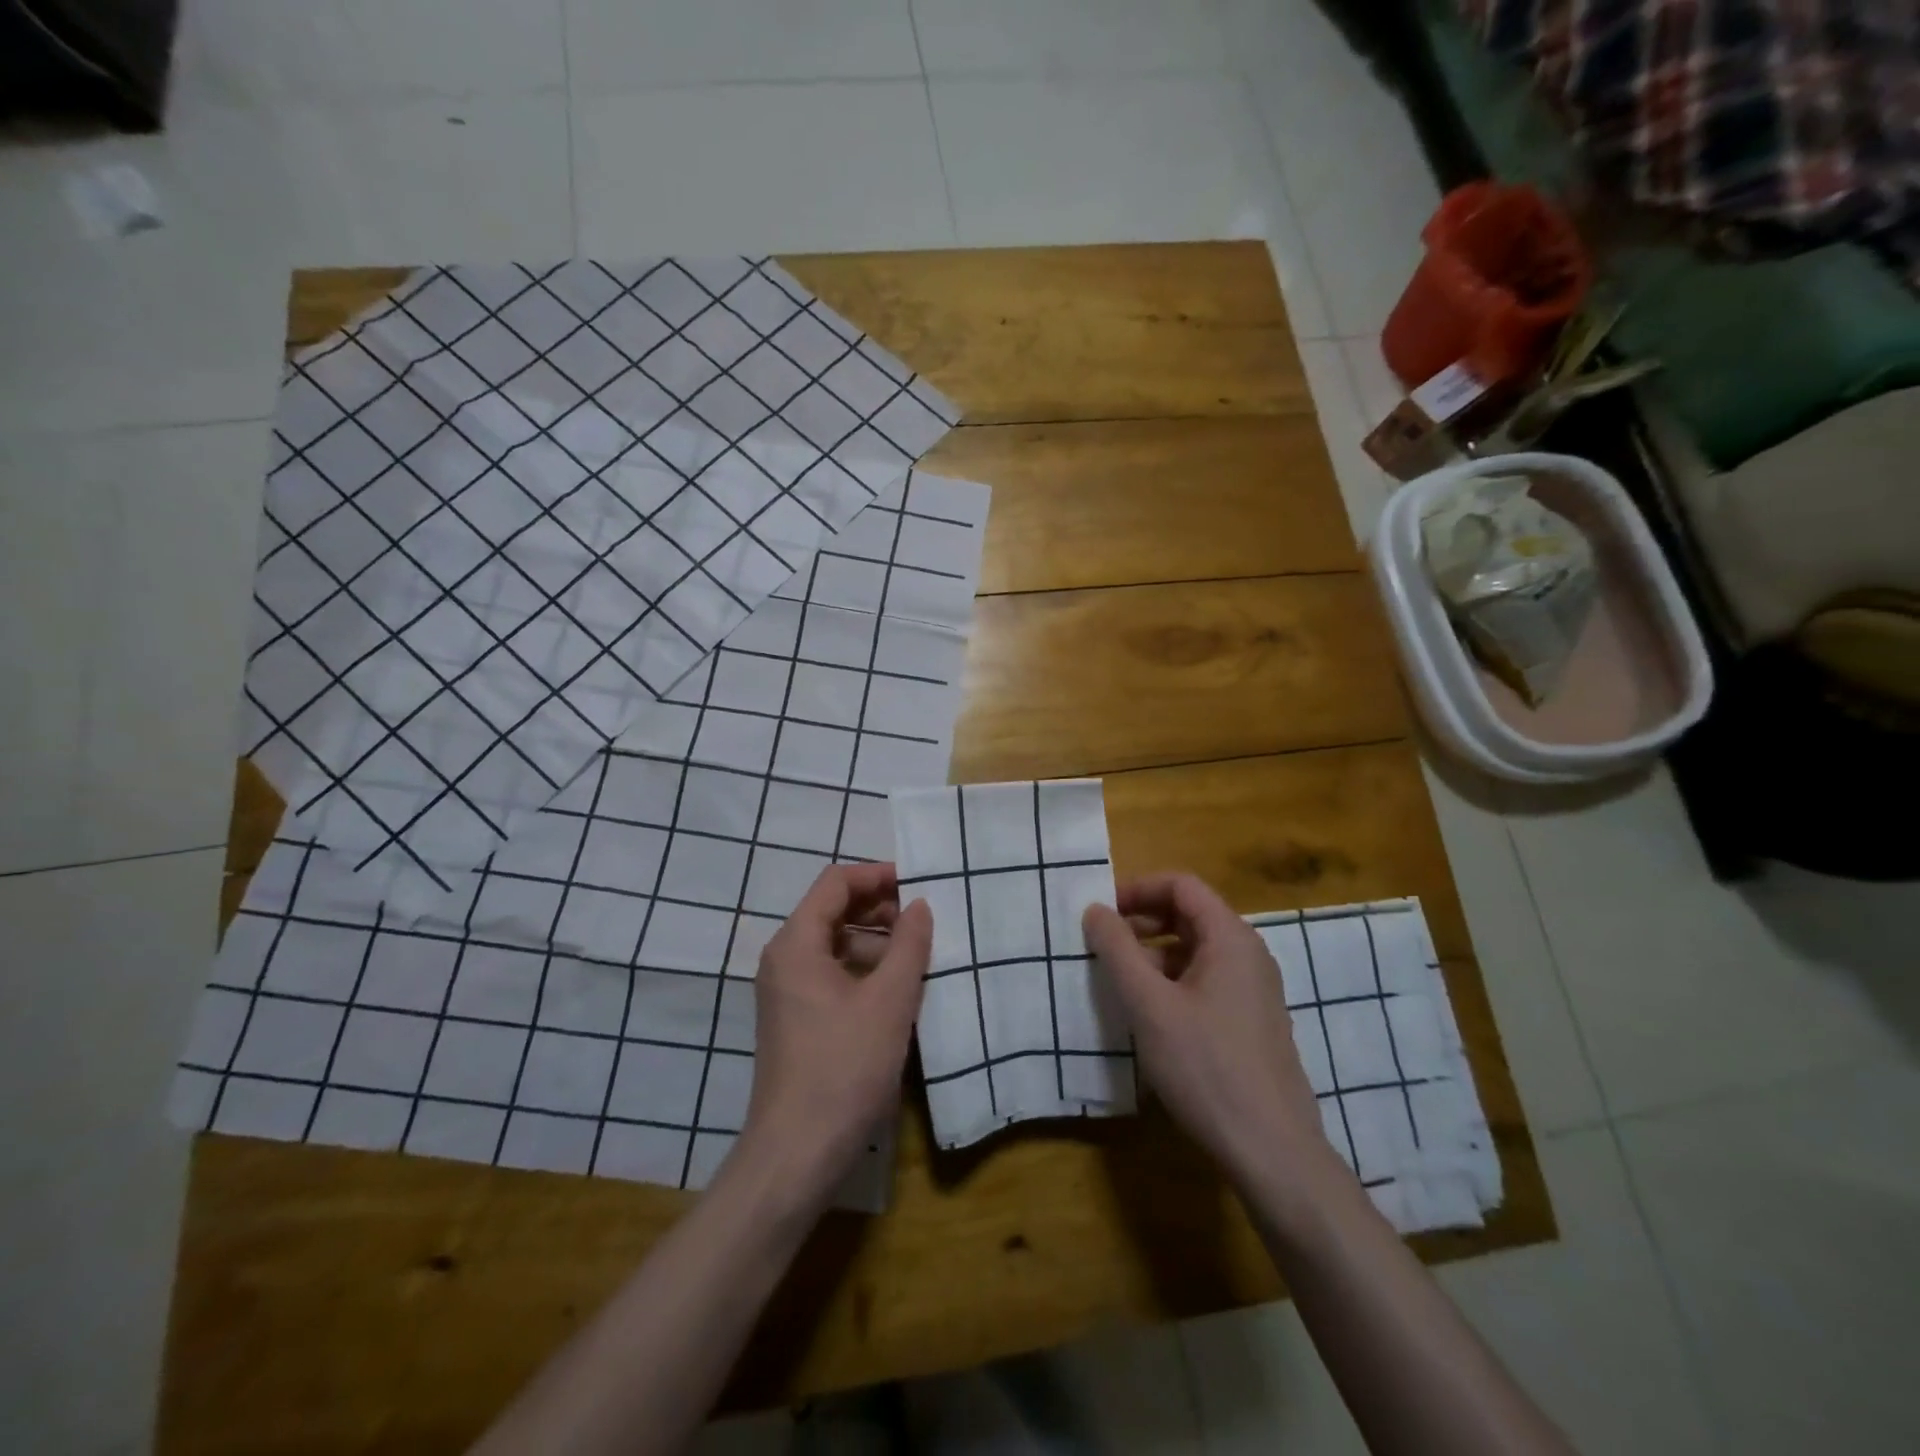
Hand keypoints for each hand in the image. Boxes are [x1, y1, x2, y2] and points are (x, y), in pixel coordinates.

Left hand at [735, 863, 931, 1207]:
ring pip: (835, 945)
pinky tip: (898, 990)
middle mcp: (784, 958)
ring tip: (919, 955)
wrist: (797, 1153)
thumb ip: (908, 945)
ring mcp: (787, 990)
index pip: (836, 882)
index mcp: (797, 943)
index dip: (877, 875)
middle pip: (833, 910)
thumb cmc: (844, 1068)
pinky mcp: (796, 1018)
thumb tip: (920, 906)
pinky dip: (864, 970)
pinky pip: (832, 974)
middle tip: (924, 921)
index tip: (919, 884)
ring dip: (876, 942)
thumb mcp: (889, 1001)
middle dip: (880, 908)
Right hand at [1084, 874, 1332, 1189]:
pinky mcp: (1253, 1021)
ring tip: (1121, 981)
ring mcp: (1255, 989)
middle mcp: (1249, 954)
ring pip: (1197, 950)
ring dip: (1155, 953)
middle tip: (1104, 945)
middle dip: (1143, 921)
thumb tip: (1095, 909)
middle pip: (1191, 914)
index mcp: (1230, 938)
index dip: (1137, 889)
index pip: (1181, 884)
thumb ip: (1117, 950)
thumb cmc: (1205, 1067)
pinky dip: (1174, 980)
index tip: (1101, 913)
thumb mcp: (1148, 1005)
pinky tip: (1152, 1014)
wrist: (1272, 1151)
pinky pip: (1208, 980)